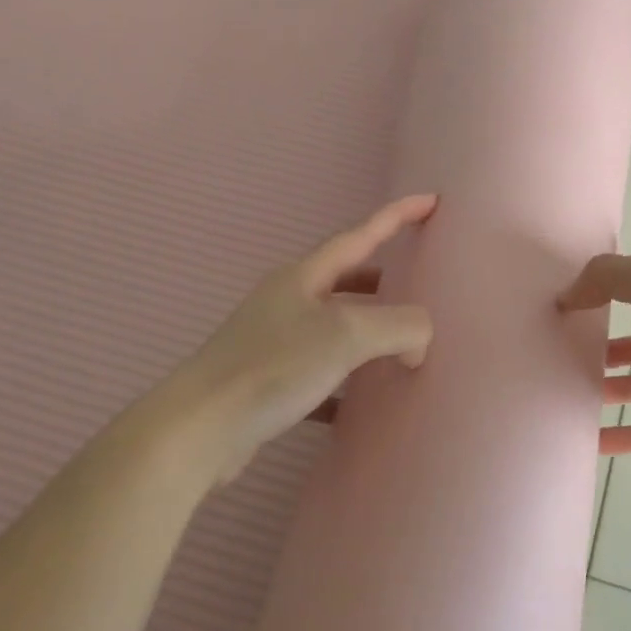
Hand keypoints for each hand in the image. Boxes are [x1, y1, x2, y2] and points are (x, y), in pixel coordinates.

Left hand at [165, 194, 437, 482]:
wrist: (200, 429)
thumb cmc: (274, 366)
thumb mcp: (347, 335)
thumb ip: (399, 326)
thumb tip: (418, 343)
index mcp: (304, 277)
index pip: (361, 236)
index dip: (397, 216)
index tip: (431, 200)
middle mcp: (287, 302)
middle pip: (344, 280)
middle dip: (382, 281)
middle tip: (416, 289)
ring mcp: (273, 342)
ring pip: (332, 327)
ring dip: (365, 332)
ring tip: (398, 349)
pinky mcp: (266, 381)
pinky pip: (318, 373)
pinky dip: (343, 382)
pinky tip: (359, 405)